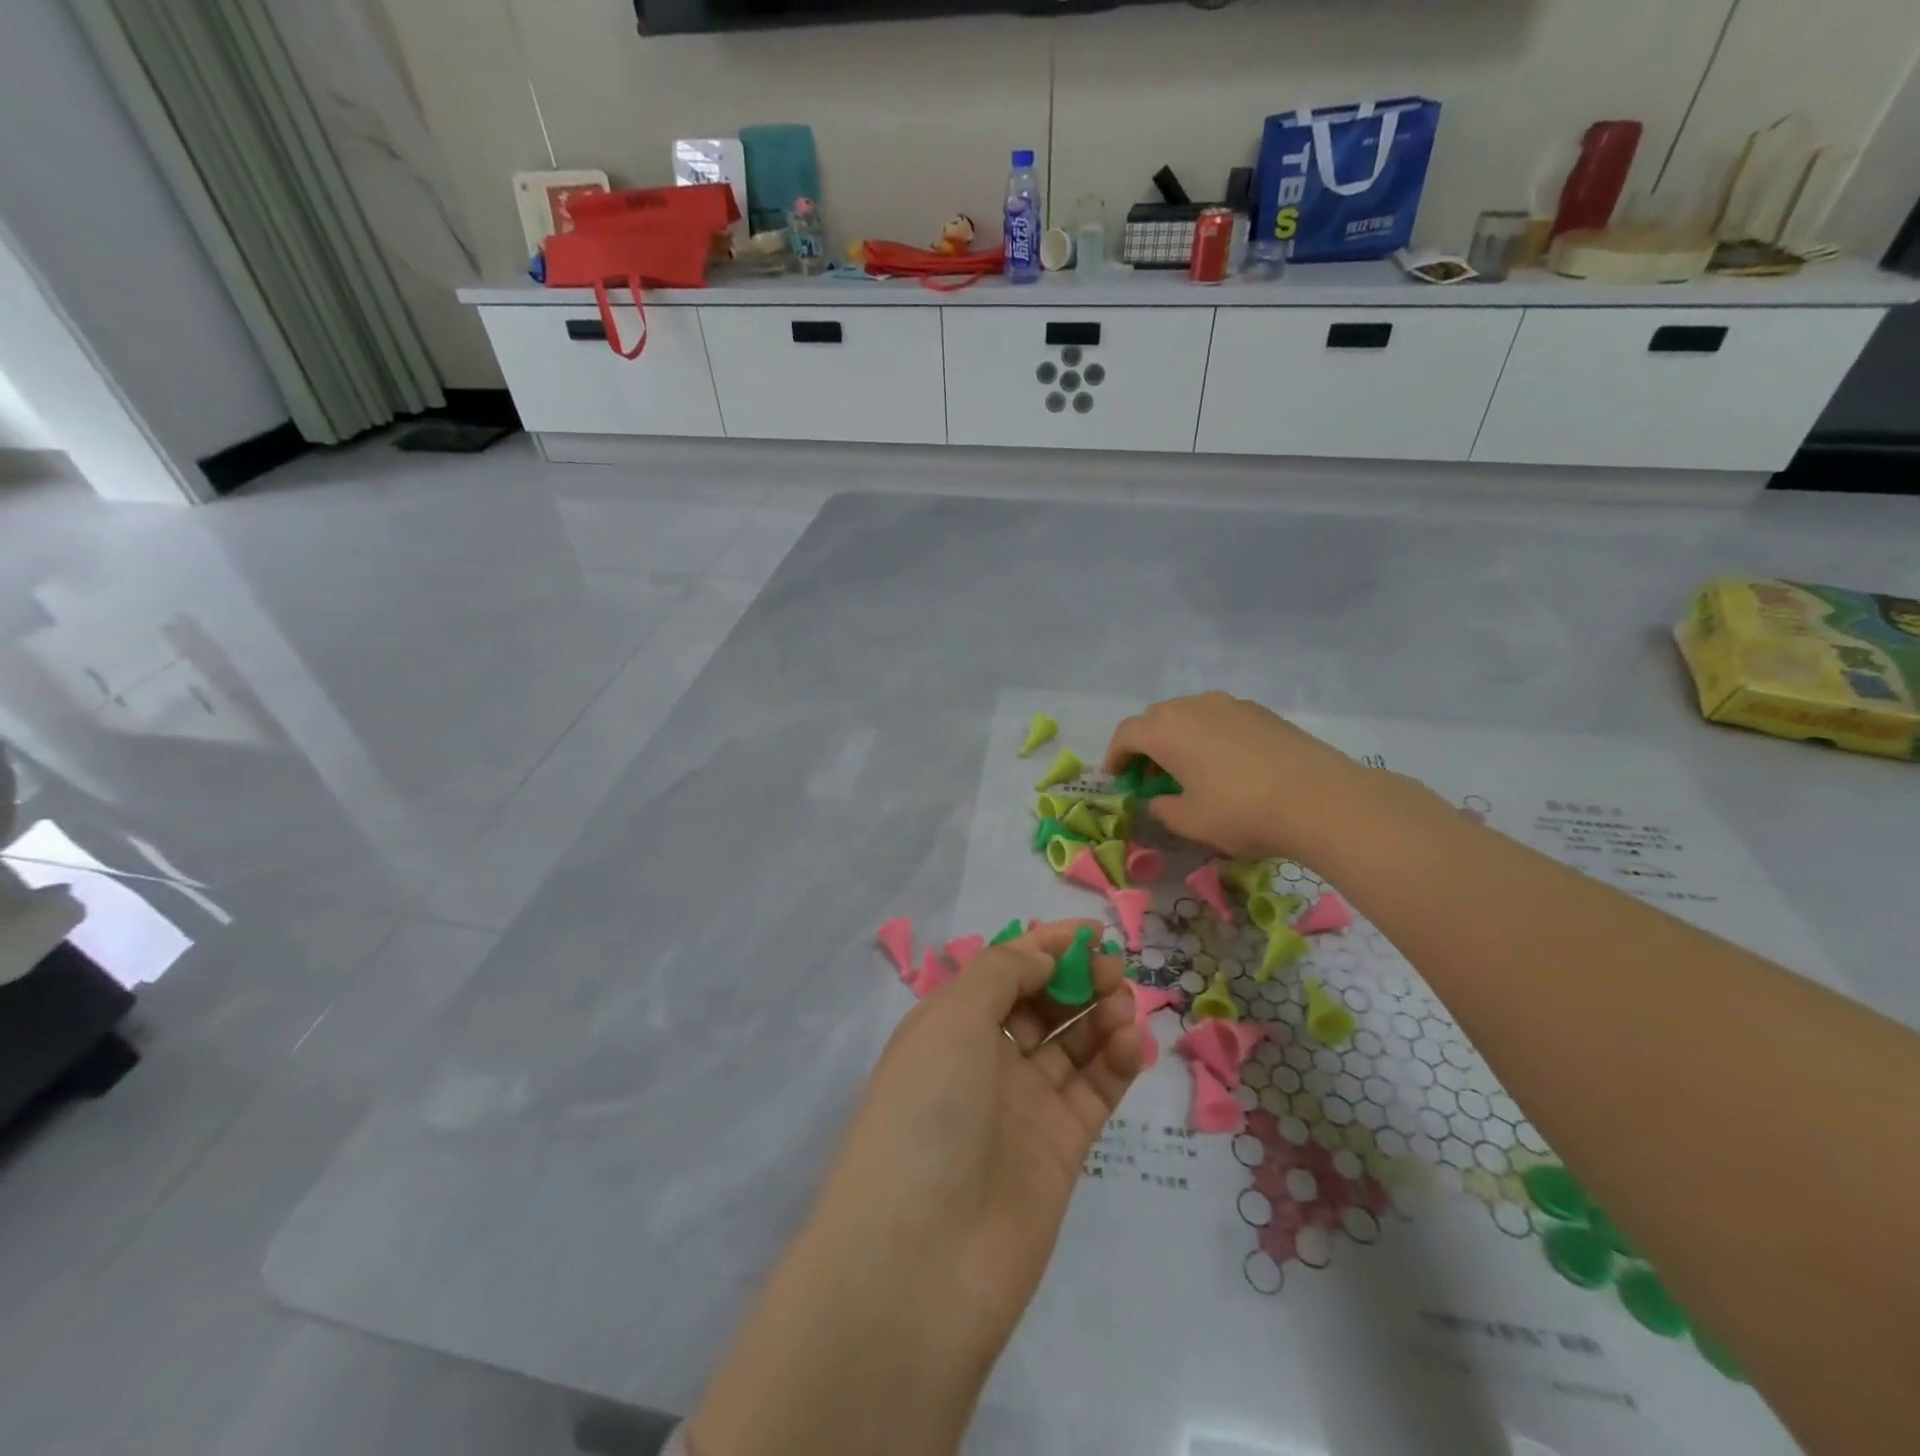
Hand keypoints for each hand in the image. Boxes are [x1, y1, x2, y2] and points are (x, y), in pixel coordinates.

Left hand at [816, 919, 1141, 1359]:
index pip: (1005, 971)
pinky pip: (1094, 1090)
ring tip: (1125, 1002)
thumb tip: (1044, 951)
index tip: (1093, 931)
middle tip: (1113, 969)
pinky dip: (1117, 1060)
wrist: (921, 1261)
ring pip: (1073, 1044)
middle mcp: (984, 1060)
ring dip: (1102, 1014)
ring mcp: (1023, 1106)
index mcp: (949, 1025)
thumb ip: (1003, 972)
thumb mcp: (952, 1018)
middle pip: (1042, 1004)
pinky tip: (1132, 1040)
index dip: (1047, 947)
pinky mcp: (1060, 1150)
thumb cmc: (927, 1111)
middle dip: (1078, 978)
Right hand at [1103, 692, 1393, 861]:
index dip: (1115, 757)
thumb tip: (1159, 799)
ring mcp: (1230, 704)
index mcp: (1166, 729)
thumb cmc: (1241, 811)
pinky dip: (1208, 738)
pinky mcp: (1261, 712)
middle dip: (1145, 747)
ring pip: (1189, 716)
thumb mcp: (1190, 821)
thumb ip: (1162, 808)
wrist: (1321, 799)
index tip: (1116, 780)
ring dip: (1178, 740)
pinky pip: (1219, 719)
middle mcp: (1193, 706)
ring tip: (1187, 772)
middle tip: (1149, 779)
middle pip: (1156, 720)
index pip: (1126, 734)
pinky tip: (1225, 767)